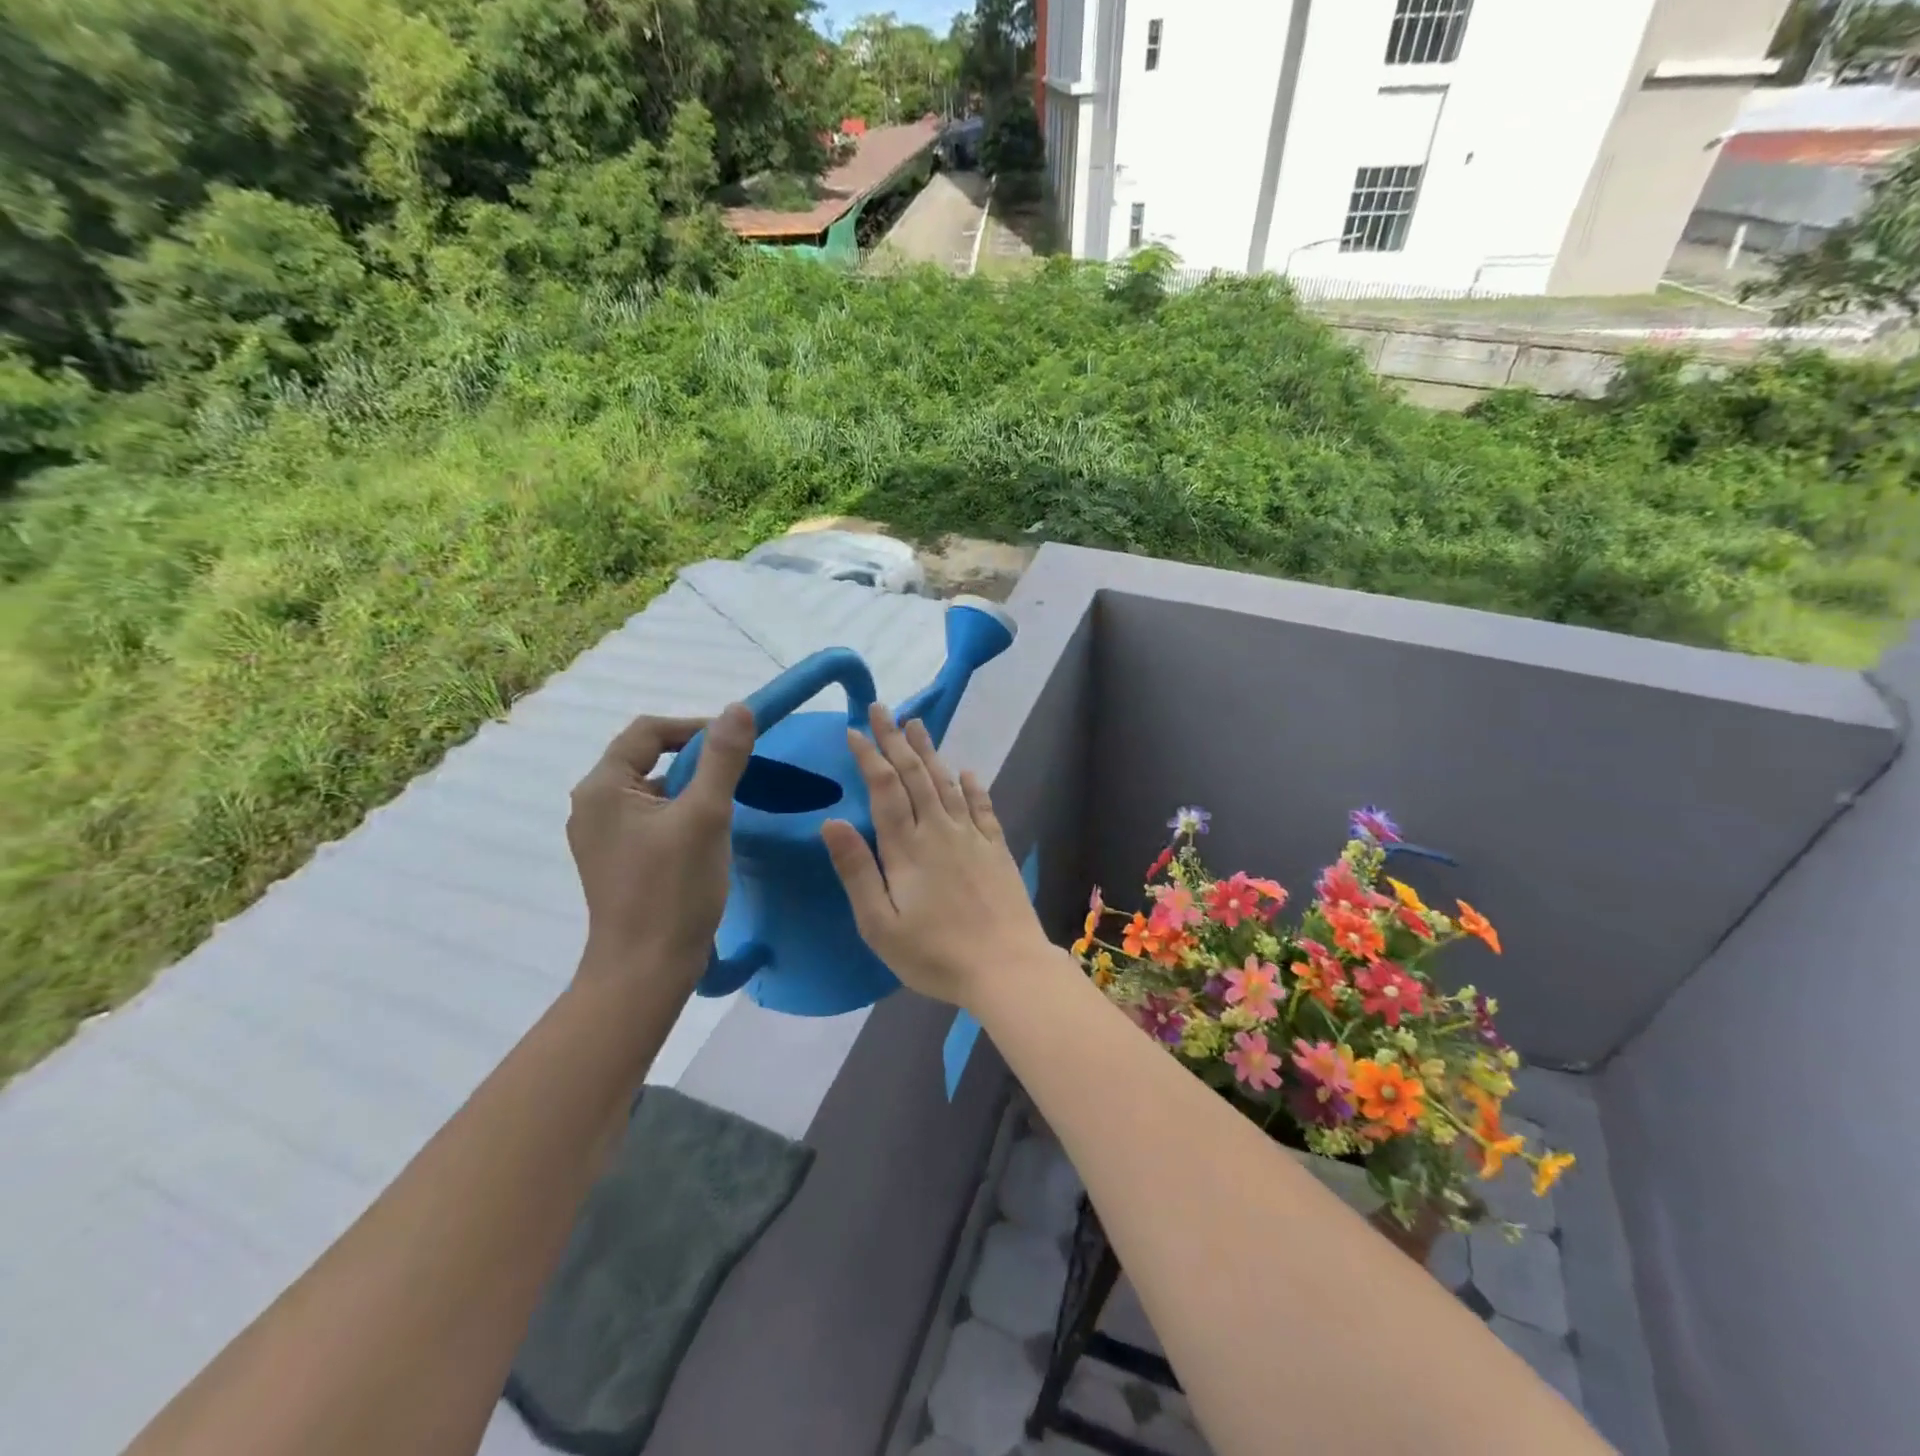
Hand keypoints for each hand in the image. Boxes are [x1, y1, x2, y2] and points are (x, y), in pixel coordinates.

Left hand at [567, 704, 754, 986]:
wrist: (645, 971)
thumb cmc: (674, 890)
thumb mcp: (706, 816)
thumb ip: (723, 758)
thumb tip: (739, 708)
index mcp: (603, 787)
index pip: (648, 732)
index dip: (694, 726)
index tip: (737, 741)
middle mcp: (592, 806)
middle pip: (647, 757)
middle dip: (694, 758)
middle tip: (738, 772)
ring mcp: (601, 836)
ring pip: (651, 790)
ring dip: (689, 786)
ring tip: (728, 802)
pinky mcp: (616, 861)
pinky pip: (650, 818)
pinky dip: (680, 812)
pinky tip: (707, 833)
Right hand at [822, 702, 1055, 1008]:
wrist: (1006, 967)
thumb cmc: (935, 954)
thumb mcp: (880, 924)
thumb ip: (857, 871)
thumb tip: (831, 822)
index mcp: (906, 847)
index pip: (884, 788)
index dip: (869, 755)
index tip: (854, 730)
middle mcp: (939, 830)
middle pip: (915, 774)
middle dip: (895, 739)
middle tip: (881, 708)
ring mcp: (972, 837)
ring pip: (947, 782)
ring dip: (930, 751)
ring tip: (917, 723)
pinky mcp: (997, 849)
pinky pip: (983, 807)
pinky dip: (973, 786)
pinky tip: (967, 772)